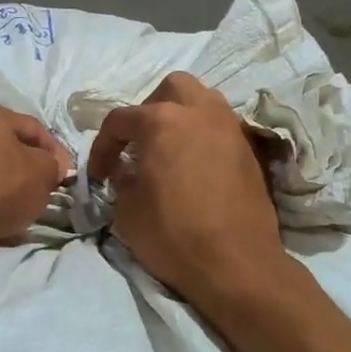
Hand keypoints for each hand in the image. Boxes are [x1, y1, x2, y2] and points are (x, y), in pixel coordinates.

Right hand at [86, 72, 284, 304]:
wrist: (236, 263)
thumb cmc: (173, 235)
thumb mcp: (127, 212)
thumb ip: (121, 182)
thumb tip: (126, 172)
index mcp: (162, 121)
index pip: (120, 120)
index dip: (103, 147)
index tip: (100, 175)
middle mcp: (200, 112)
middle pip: (171, 88)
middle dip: (150, 109)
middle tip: (140, 142)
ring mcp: (230, 127)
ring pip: (203, 100)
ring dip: (182, 116)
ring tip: (169, 149)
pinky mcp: (250, 149)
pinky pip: (222, 127)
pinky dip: (205, 136)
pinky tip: (196, 165)